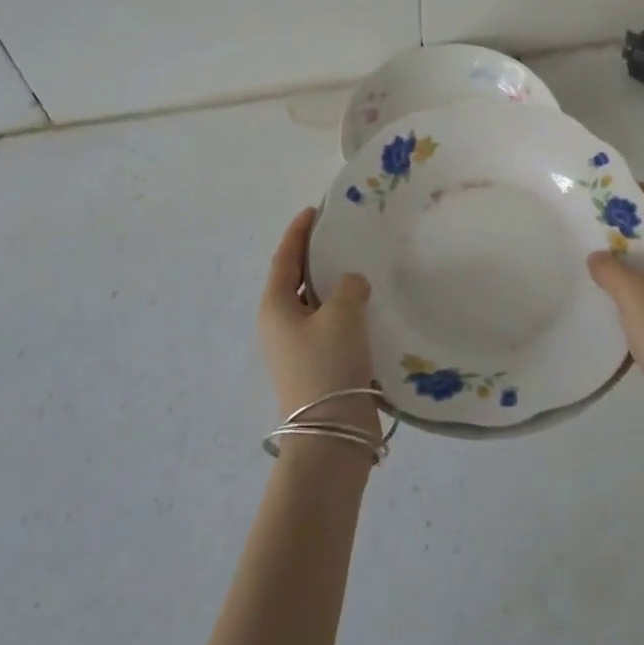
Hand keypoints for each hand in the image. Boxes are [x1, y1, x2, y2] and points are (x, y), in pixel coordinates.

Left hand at [258, 207, 379, 440]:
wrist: (331, 433)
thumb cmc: (329, 364)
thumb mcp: (343, 313)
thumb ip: (350, 286)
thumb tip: (352, 286)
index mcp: (275, 307)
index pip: (284, 259)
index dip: (297, 233)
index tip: (314, 211)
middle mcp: (280, 325)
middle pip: (295, 281)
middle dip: (314, 257)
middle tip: (341, 236)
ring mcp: (297, 349)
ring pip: (314, 305)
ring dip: (332, 286)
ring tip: (359, 267)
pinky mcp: (317, 367)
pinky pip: (329, 327)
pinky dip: (344, 311)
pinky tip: (368, 308)